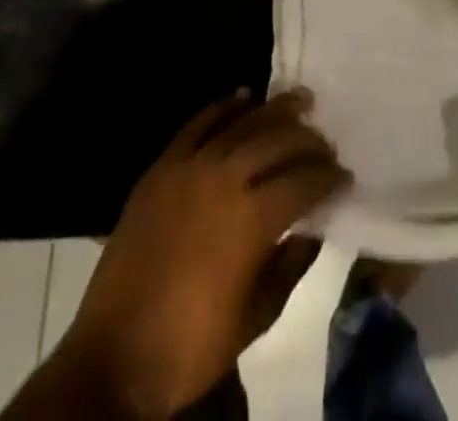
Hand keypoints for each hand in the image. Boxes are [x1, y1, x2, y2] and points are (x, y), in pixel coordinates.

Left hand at [52, 89, 348, 419]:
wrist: (113, 360)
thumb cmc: (190, 348)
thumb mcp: (255, 318)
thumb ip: (291, 267)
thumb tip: (315, 229)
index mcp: (253, 219)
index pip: (304, 180)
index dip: (329, 176)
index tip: (344, 176)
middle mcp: (226, 179)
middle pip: (279, 139)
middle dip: (309, 138)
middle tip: (325, 143)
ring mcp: (190, 167)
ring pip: (243, 122)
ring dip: (275, 109)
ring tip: (299, 100)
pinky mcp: (162, 167)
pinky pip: (198, 123)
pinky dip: (224, 106)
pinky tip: (243, 96)